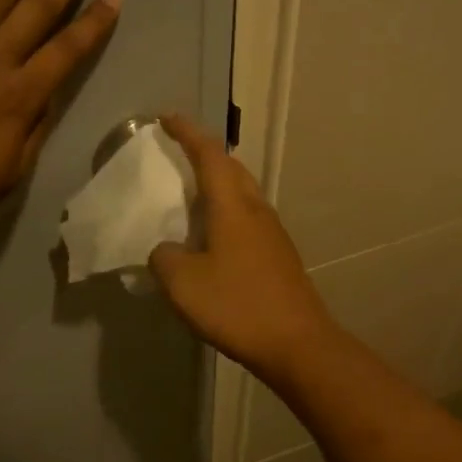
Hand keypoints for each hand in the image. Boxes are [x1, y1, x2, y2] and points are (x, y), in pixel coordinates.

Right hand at [147, 115, 339, 379]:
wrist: (296, 344)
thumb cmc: (236, 305)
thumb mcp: (182, 282)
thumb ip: (164, 257)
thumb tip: (166, 250)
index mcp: (233, 206)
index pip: (209, 155)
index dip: (187, 133)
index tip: (167, 118)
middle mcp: (256, 210)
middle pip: (232, 168)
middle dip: (205, 154)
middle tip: (178, 153)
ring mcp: (272, 233)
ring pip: (242, 194)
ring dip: (217, 184)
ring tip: (190, 194)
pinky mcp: (278, 256)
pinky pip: (247, 219)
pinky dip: (225, 213)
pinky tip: (211, 237)